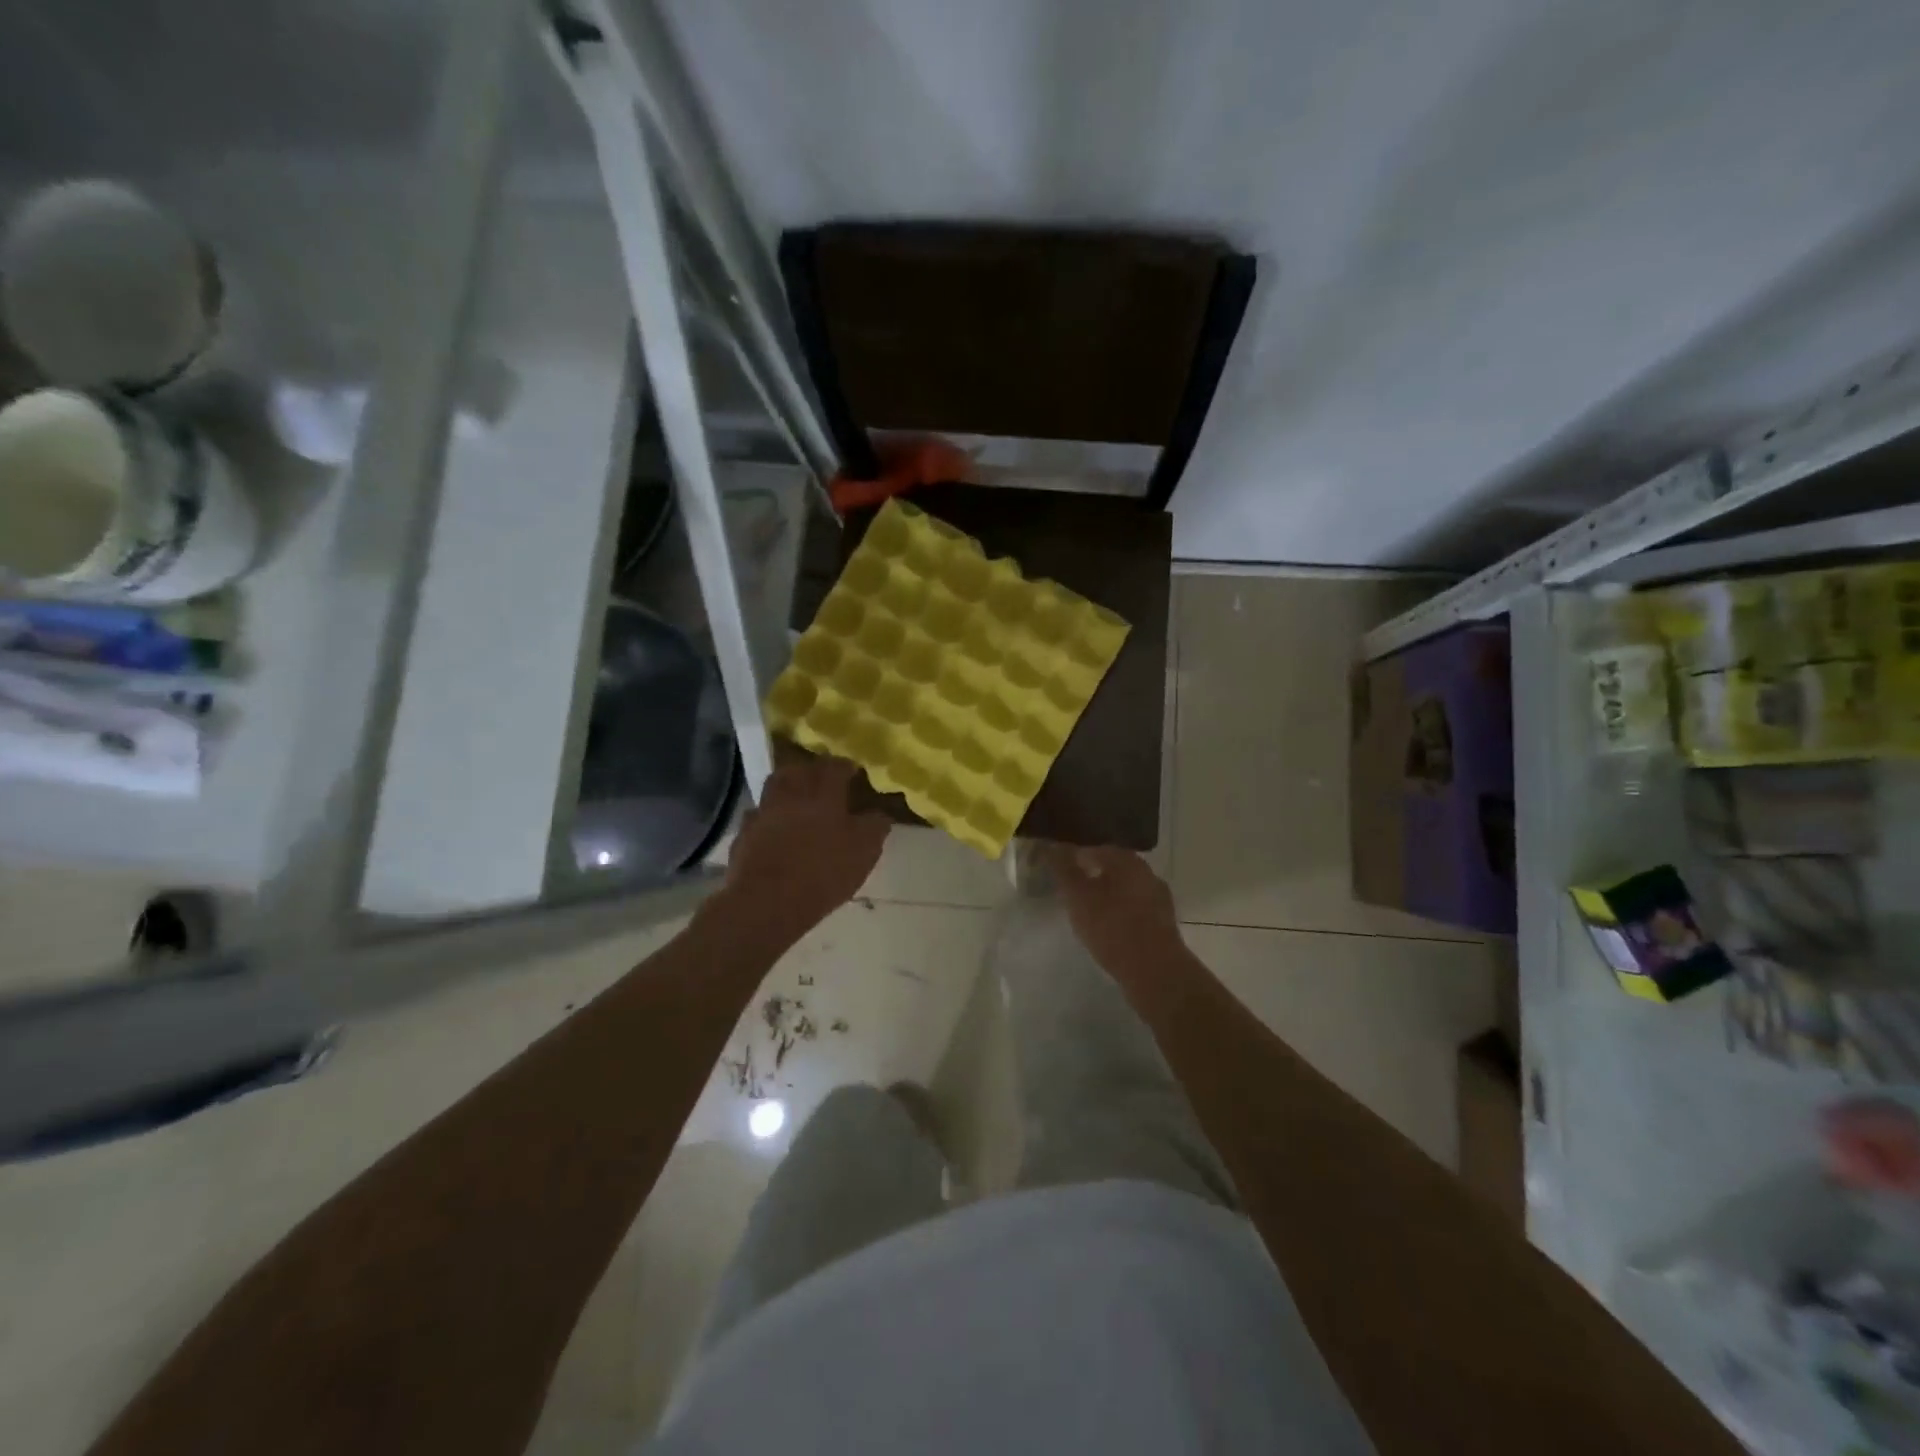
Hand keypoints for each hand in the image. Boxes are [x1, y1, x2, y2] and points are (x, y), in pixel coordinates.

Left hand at [719, 752, 889, 936]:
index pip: (835, 767)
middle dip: (812, 770)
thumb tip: (878, 814)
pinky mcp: (744, 834)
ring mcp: (763, 812)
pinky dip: (768, 816)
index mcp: (823, 794)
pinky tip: (775, 828)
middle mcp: (790, 794)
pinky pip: (758, 816)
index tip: (853, 771)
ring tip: (798, 800)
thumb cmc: (823, 873)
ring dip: (787, 788)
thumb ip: (874, 827)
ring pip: (774, 787)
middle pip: (799, 770)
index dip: (845, 766)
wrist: (767, 902)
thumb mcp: (864, 852)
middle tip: (823, 780)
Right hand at [1043, 844, 1184, 979]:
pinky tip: (1107, 928)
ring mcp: (1158, 899)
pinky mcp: (1163, 923)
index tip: (1058, 871)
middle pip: (1113, 868)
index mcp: (1127, 860)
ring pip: (1125, 890)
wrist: (1155, 971)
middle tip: (1070, 891)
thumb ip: (1064, 870)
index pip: (1095, 849)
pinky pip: (1134, 910)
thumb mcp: (1079, 897)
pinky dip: (1118, 913)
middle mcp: (1147, 873)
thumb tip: (1051, 846)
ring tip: (1086, 912)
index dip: (1074, 857)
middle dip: (1091, 876)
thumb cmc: (1112, 927)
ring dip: (1106, 896)